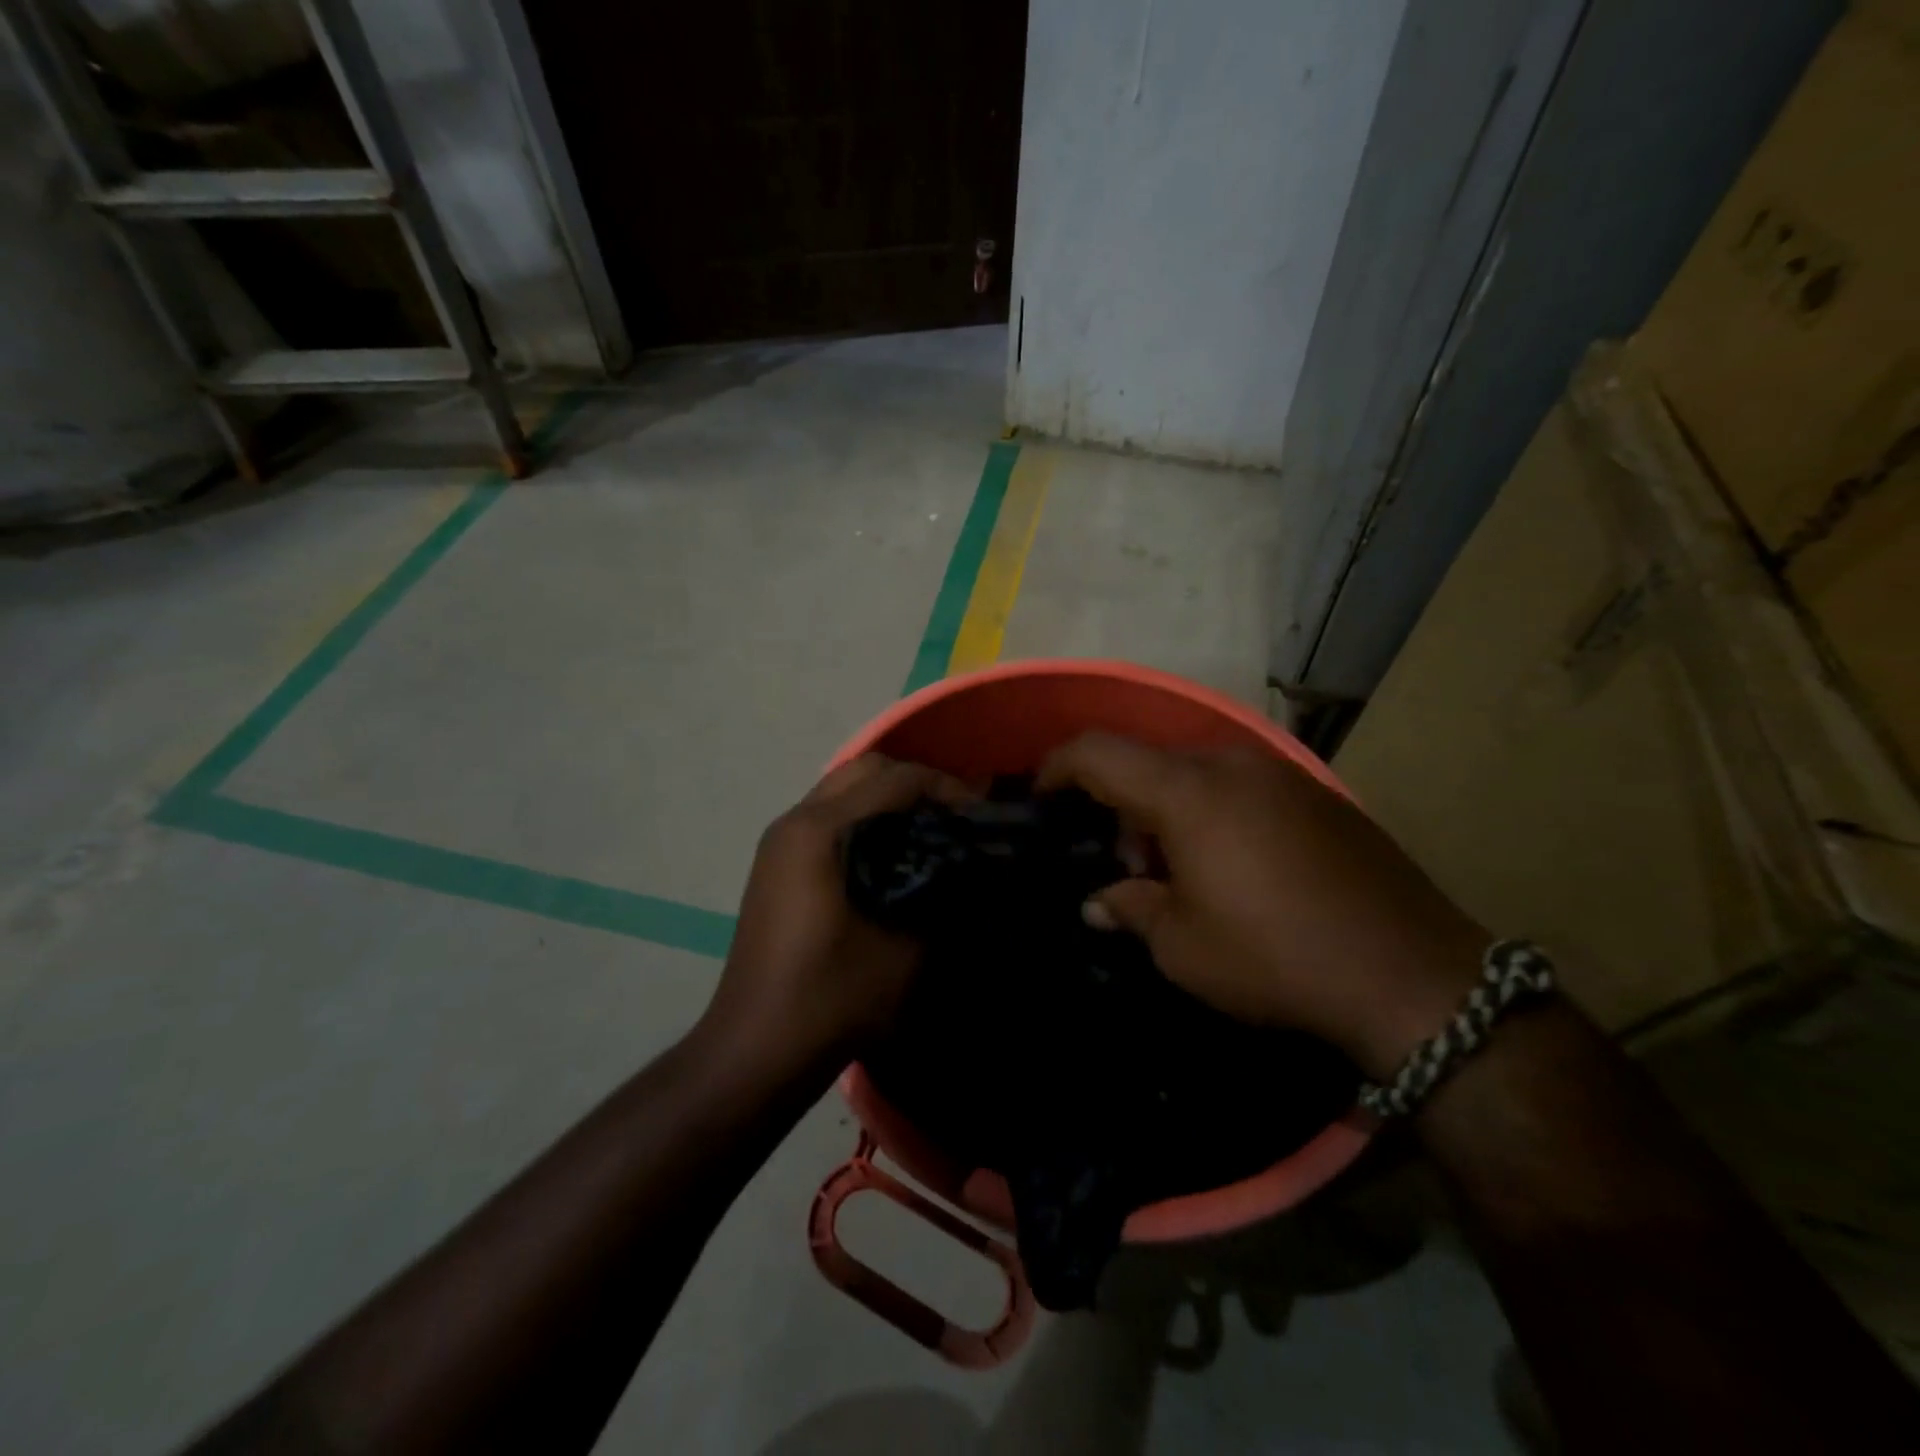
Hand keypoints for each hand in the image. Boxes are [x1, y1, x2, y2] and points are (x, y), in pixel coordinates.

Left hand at [701, 755, 966, 1074]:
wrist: (759, 1047)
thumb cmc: (833, 997)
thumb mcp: (905, 948)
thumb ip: (940, 891)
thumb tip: (967, 863)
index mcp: (821, 830)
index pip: (895, 778)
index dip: (945, 787)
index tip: (978, 816)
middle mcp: (795, 820)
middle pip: (865, 769)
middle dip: (916, 782)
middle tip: (954, 818)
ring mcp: (779, 841)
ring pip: (843, 788)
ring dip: (888, 798)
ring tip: (928, 832)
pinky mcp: (776, 863)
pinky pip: (828, 815)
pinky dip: (864, 817)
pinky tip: (891, 854)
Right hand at [1038, 733, 1488, 1080]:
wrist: (1413, 974)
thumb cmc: (1275, 956)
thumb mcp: (1183, 947)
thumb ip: (1130, 909)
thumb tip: (1099, 902)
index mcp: (1188, 792)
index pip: (1099, 752)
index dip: (1058, 766)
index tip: (1040, 796)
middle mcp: (1232, 765)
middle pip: (1149, 762)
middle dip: (1120, 803)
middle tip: (1126, 865)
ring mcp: (1281, 774)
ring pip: (1196, 771)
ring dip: (1168, 809)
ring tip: (1180, 872)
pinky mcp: (1318, 794)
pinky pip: (1241, 785)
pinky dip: (1214, 811)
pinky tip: (1235, 867)